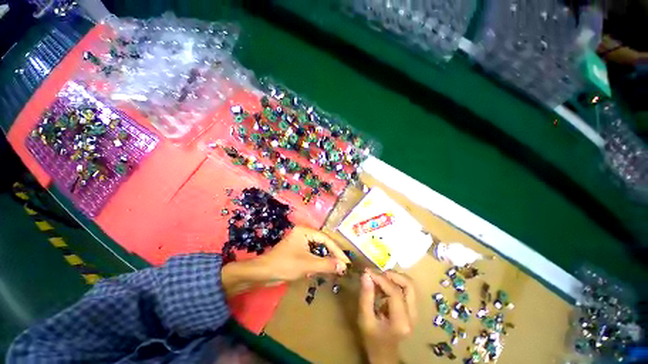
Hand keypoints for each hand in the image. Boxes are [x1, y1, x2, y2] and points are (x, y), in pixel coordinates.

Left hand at [257, 226, 349, 280]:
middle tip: (343, 265)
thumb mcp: (307, 264)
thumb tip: (343, 266)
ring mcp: (301, 242)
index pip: (326, 239)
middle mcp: (304, 234)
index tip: (346, 262)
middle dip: (332, 255)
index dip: (337, 250)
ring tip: (336, 268)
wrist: (263, 274)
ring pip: (318, 249)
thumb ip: (326, 264)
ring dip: (326, 259)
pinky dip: (319, 261)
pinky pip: (312, 254)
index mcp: (305, 231)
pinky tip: (324, 269)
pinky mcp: (298, 250)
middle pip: (323, 243)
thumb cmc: (285, 265)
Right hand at [358, 270, 416, 363]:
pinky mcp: (412, 309)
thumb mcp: (365, 319)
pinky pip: (406, 289)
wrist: (384, 355)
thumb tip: (366, 274)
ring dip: (394, 278)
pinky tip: (383, 287)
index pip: (395, 292)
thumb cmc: (372, 339)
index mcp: (401, 321)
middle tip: (377, 273)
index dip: (381, 279)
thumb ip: (366, 296)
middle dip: (392, 275)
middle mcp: (412, 315)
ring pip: (410, 285)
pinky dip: (395, 283)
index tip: (368, 272)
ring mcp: (414, 312)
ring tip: (379, 279)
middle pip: (409, 285)